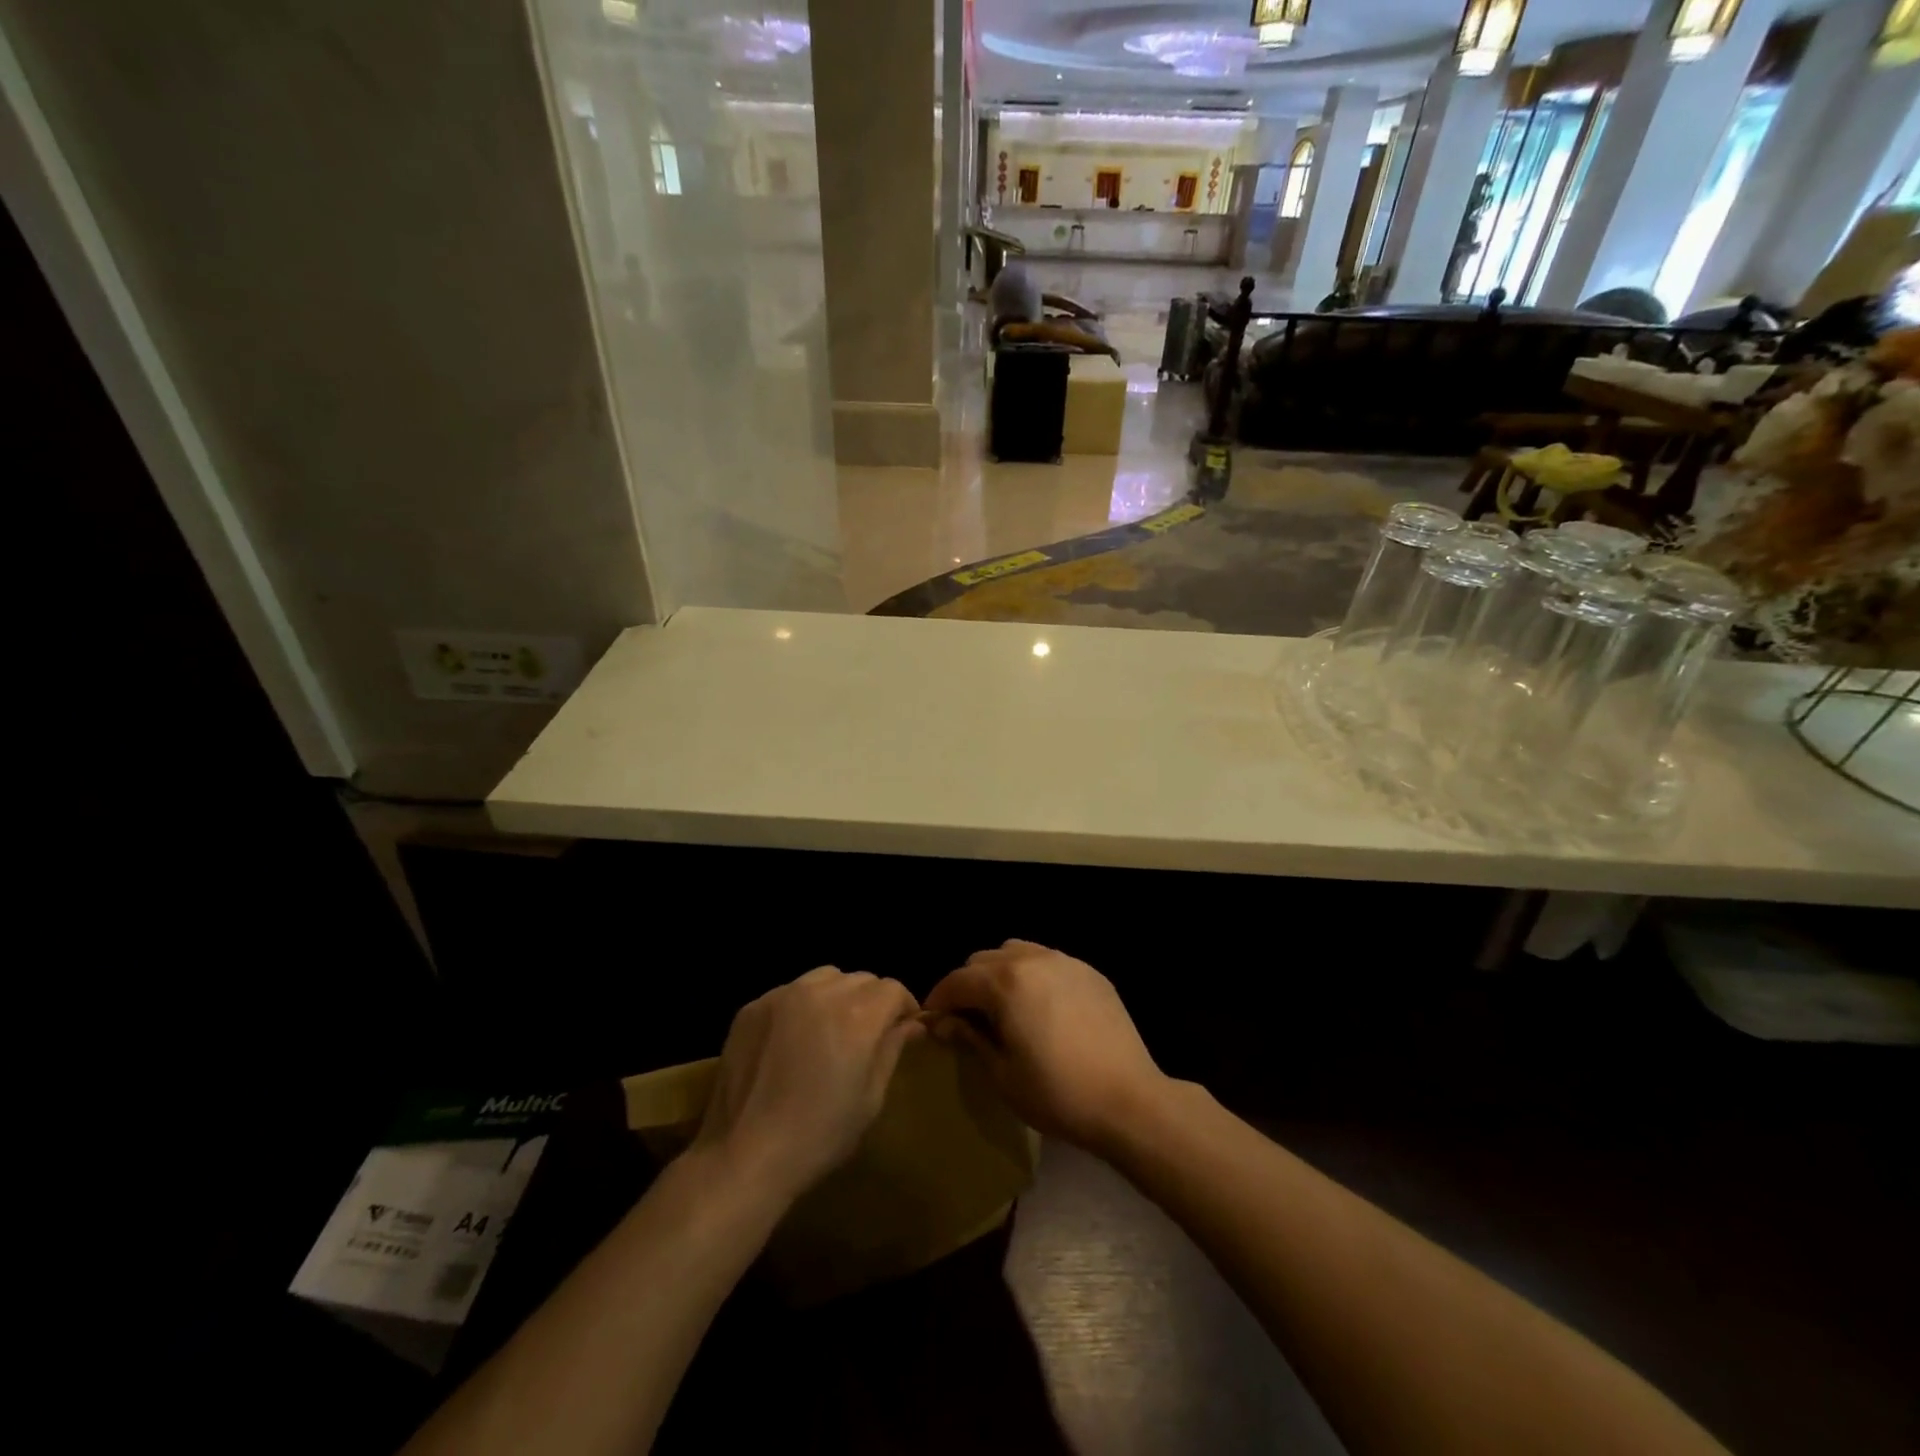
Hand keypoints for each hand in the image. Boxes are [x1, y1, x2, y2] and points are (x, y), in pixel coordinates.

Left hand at [694, 967, 921, 1205]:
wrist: (745, 1156)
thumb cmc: (819, 1135)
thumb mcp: (870, 1098)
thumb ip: (892, 1050)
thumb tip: (912, 1024)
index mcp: (858, 1015)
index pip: (892, 989)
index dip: (904, 1006)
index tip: (903, 1028)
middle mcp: (822, 993)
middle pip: (861, 979)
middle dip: (872, 1001)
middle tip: (868, 1034)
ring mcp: (782, 995)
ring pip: (825, 978)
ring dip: (838, 995)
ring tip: (831, 1029)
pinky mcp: (753, 1007)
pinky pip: (789, 992)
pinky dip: (801, 1006)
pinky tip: (793, 1039)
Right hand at [923, 939, 1166, 1153]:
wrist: (1128, 1100)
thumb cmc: (1057, 1093)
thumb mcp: (1002, 1073)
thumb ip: (969, 1038)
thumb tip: (942, 1022)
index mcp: (1005, 982)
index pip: (957, 981)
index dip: (938, 1000)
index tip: (933, 1022)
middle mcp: (1033, 959)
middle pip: (984, 959)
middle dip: (968, 985)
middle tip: (968, 1019)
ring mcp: (1065, 961)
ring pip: (1017, 952)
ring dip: (1000, 974)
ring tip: (1004, 1008)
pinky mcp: (1090, 972)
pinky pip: (1048, 961)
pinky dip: (1033, 976)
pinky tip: (1041, 1008)